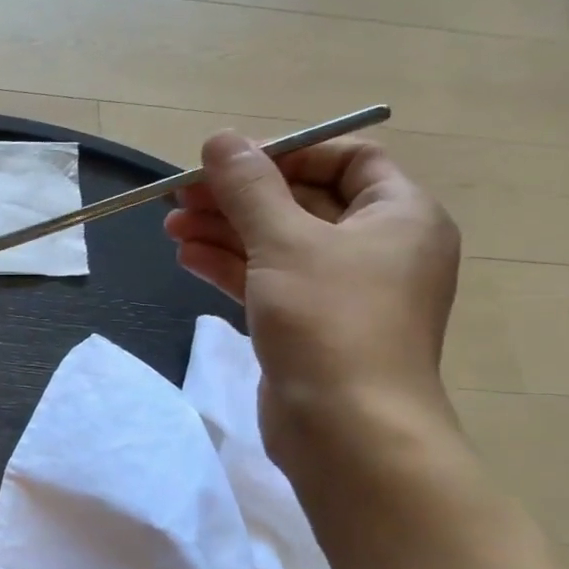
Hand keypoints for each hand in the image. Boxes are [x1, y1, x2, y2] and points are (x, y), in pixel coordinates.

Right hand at [164, 131, 460, 456]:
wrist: (347, 430)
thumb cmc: (330, 321)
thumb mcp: (285, 242)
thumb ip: (248, 188)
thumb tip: (220, 139)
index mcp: (398, 215)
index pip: (347, 159)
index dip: (287, 154)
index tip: (229, 162)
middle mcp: (377, 247)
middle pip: (301, 201)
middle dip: (239, 196)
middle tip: (182, 194)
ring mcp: (342, 290)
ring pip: (277, 243)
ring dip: (224, 230)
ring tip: (170, 225)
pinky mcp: (309, 324)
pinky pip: (267, 279)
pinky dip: (229, 265)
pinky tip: (186, 257)